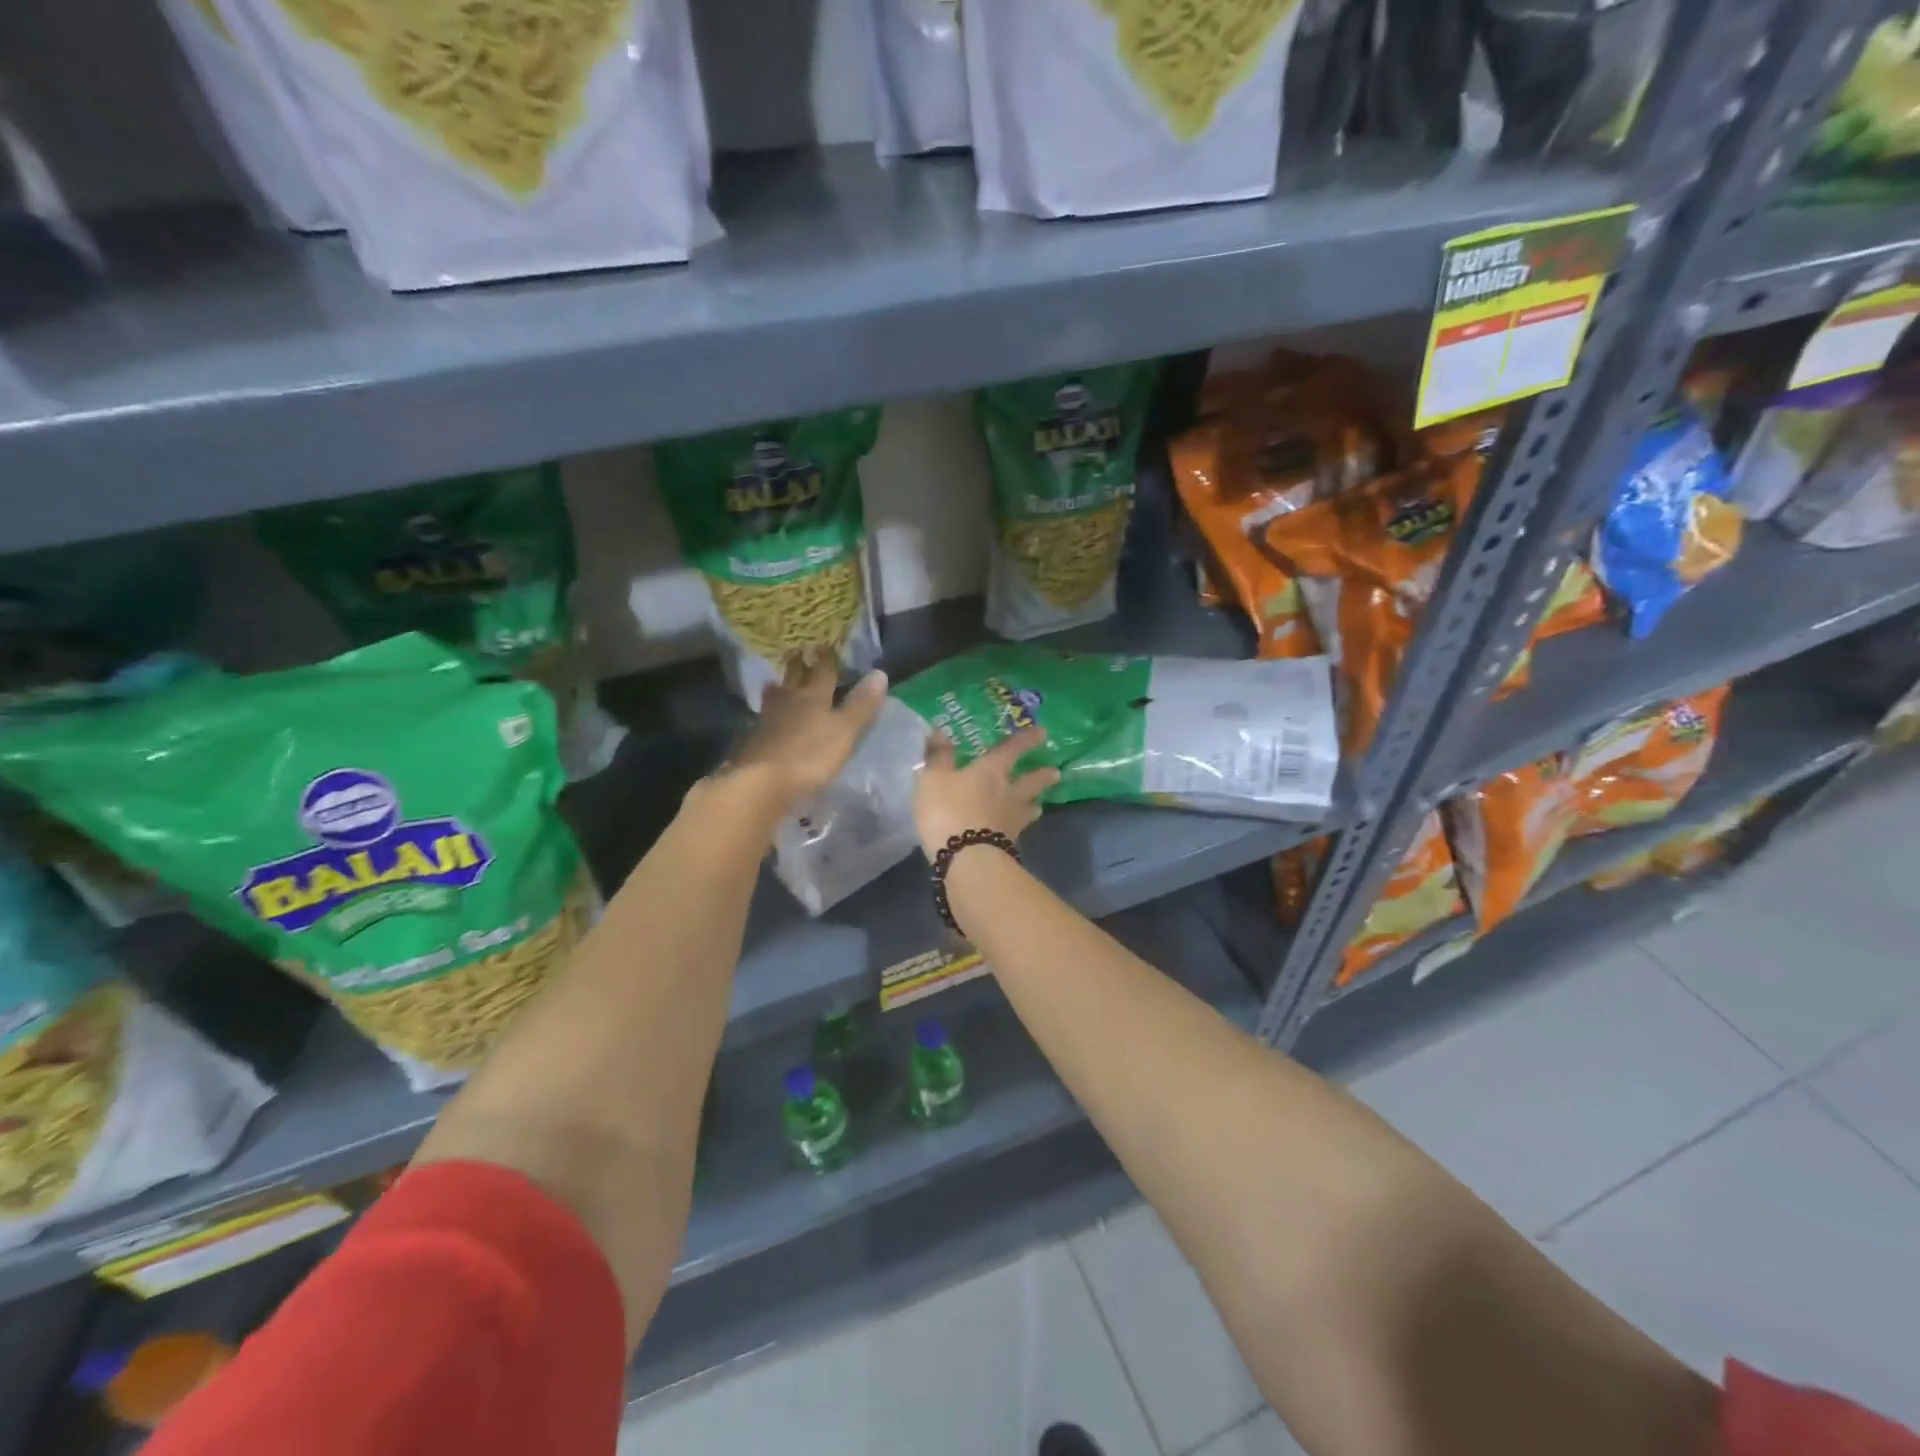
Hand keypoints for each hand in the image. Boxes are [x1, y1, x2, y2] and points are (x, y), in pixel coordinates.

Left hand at [724, 649, 887, 813]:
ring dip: (778, 688)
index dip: (827, 658)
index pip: (823, 672)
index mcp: (813, 697)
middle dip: (798, 665)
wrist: (760, 784)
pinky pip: (763, 719)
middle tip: (797, 650)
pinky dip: (768, 714)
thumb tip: (880, 672)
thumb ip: (861, 704)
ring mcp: (767, 722)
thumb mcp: (844, 731)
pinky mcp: (753, 742)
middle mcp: (788, 703)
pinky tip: (767, 720)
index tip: (827, 643)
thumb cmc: (809, 756)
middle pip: (794, 679)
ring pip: (774, 698)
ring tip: (777, 682)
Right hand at [913, 724, 1059, 858]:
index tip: (1043, 732)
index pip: (1011, 750)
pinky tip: (1016, 832)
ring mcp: (1011, 821)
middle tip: (1056, 772)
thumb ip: (938, 757)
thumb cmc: (948, 810)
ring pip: (1029, 808)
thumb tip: (941, 731)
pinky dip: (1019, 829)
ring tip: (1040, 805)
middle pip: (1030, 781)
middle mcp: (1007, 793)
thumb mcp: (933, 779)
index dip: (1026, 740)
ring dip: (1035, 804)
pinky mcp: (1008, 846)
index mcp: (991, 771)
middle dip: (1042, 776)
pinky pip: (1017, 832)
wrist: (966, 858)